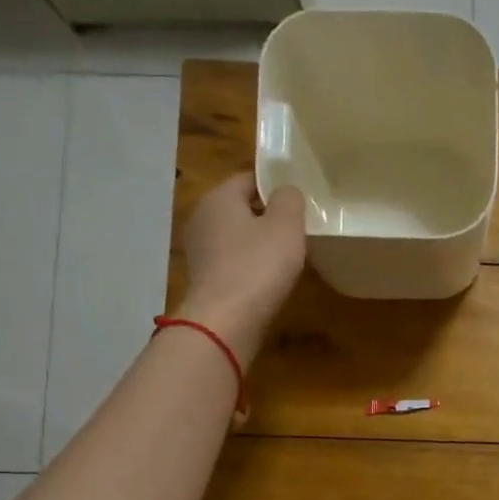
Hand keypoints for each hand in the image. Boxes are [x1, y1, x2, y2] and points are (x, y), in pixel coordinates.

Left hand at [174, 173, 306, 365]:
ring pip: (235, 236)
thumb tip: (286, 192)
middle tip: (297, 227)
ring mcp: (199, 250)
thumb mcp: (286, 226)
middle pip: (240, 207)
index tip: (299, 199)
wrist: (225, 321)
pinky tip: (268, 278)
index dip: (275, 186)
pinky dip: (248, 265)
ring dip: (257, 242)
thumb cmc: (258, 266)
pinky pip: (231, 261)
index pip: (249, 178)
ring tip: (286, 254)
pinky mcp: (204, 279)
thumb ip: (290, 200)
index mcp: (219, 197)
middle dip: (266, 214)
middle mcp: (202, 218)